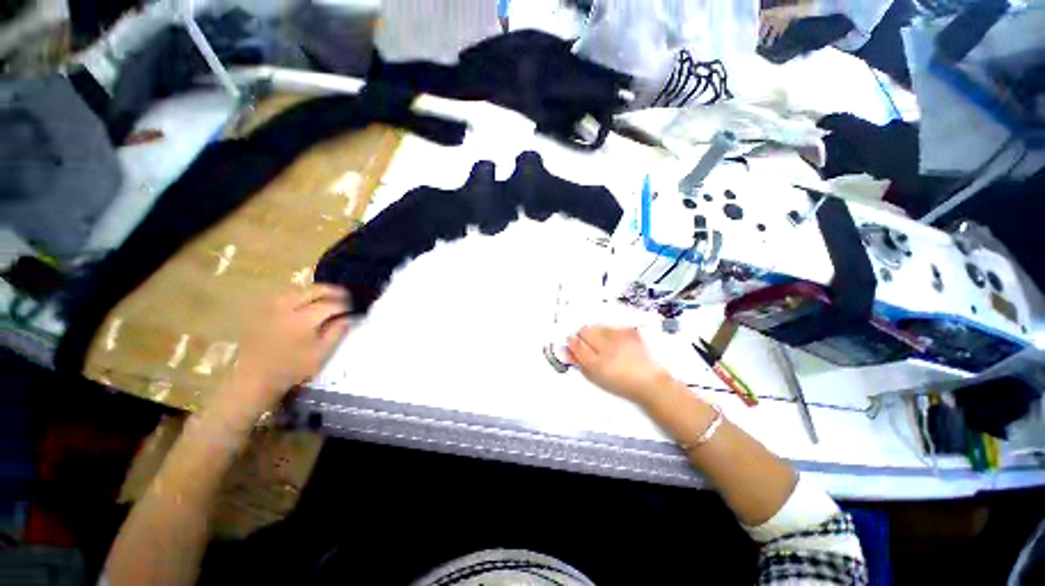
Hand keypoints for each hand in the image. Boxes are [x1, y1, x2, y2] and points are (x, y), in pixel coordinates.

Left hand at [222, 284, 351, 416]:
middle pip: (315, 290)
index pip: (331, 304)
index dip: (346, 305)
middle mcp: (286, 306)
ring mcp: (272, 305)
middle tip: (346, 297)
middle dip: (334, 291)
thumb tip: (349, 317)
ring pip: (300, 289)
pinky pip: (287, 294)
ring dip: (318, 292)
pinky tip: (308, 302)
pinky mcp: (262, 308)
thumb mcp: (321, 353)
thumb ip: (338, 332)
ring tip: (329, 298)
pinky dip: (302, 294)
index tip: (354, 310)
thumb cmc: (292, 368)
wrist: (254, 377)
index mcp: (303, 319)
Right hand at [567, 326, 671, 404]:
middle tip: (593, 347)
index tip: (574, 343)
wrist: (653, 382)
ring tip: (608, 346)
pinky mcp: (632, 330)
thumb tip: (564, 350)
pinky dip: (612, 332)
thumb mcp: (597, 377)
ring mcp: (622, 337)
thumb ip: (578, 362)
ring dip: (598, 333)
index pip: (575, 343)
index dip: (573, 342)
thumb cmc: (624, 383)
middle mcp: (608, 347)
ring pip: (598, 326)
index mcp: (597, 363)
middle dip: (584, 336)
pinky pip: (613, 326)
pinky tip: (619, 343)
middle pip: (585, 330)